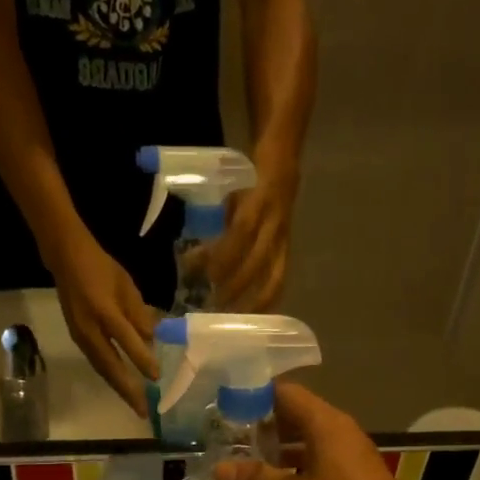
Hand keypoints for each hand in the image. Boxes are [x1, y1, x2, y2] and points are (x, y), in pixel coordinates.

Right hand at [46, 232, 158, 410]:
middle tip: (143, 411)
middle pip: (110, 366)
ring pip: (102, 368)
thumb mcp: (127, 286)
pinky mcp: (77, 338)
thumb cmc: (102, 268)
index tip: (157, 377)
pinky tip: (121, 385)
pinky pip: (96, 362)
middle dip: (128, 390)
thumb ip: (139, 314)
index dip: (142, 360)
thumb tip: (151, 340)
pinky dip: (110, 377)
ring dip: (118, 388)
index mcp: (104, 310)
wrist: (66, 259)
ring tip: (135, 404)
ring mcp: (80, 336)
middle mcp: (90, 328)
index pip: (126, 340)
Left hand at [210, 169, 295, 309]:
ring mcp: (284, 239)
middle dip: (233, 287)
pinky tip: (252, 318)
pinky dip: (266, 301)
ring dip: (252, 303)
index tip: (199, 272)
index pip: (241, 231)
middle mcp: (275, 223)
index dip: (221, 255)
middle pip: (256, 262)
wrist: (283, 158)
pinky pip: (279, 280)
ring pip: (272, 278)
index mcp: (260, 199)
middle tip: (210, 306)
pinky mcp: (287, 249)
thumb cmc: (247, 172)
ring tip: (231, 320)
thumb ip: (215, 217)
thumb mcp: (229, 185)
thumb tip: (192, 256)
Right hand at [213, 383, 444, 479]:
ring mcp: (348, 459)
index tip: (220, 409)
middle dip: (259, 426)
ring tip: (237, 464)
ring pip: (304, 443)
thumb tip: (219, 468)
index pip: (285, 392)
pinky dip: (291, 470)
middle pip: (294, 416)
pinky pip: (315, 464)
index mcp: (327, 426)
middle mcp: (339, 434)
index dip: (252, 396)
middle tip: (220, 440)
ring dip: (274, 452)